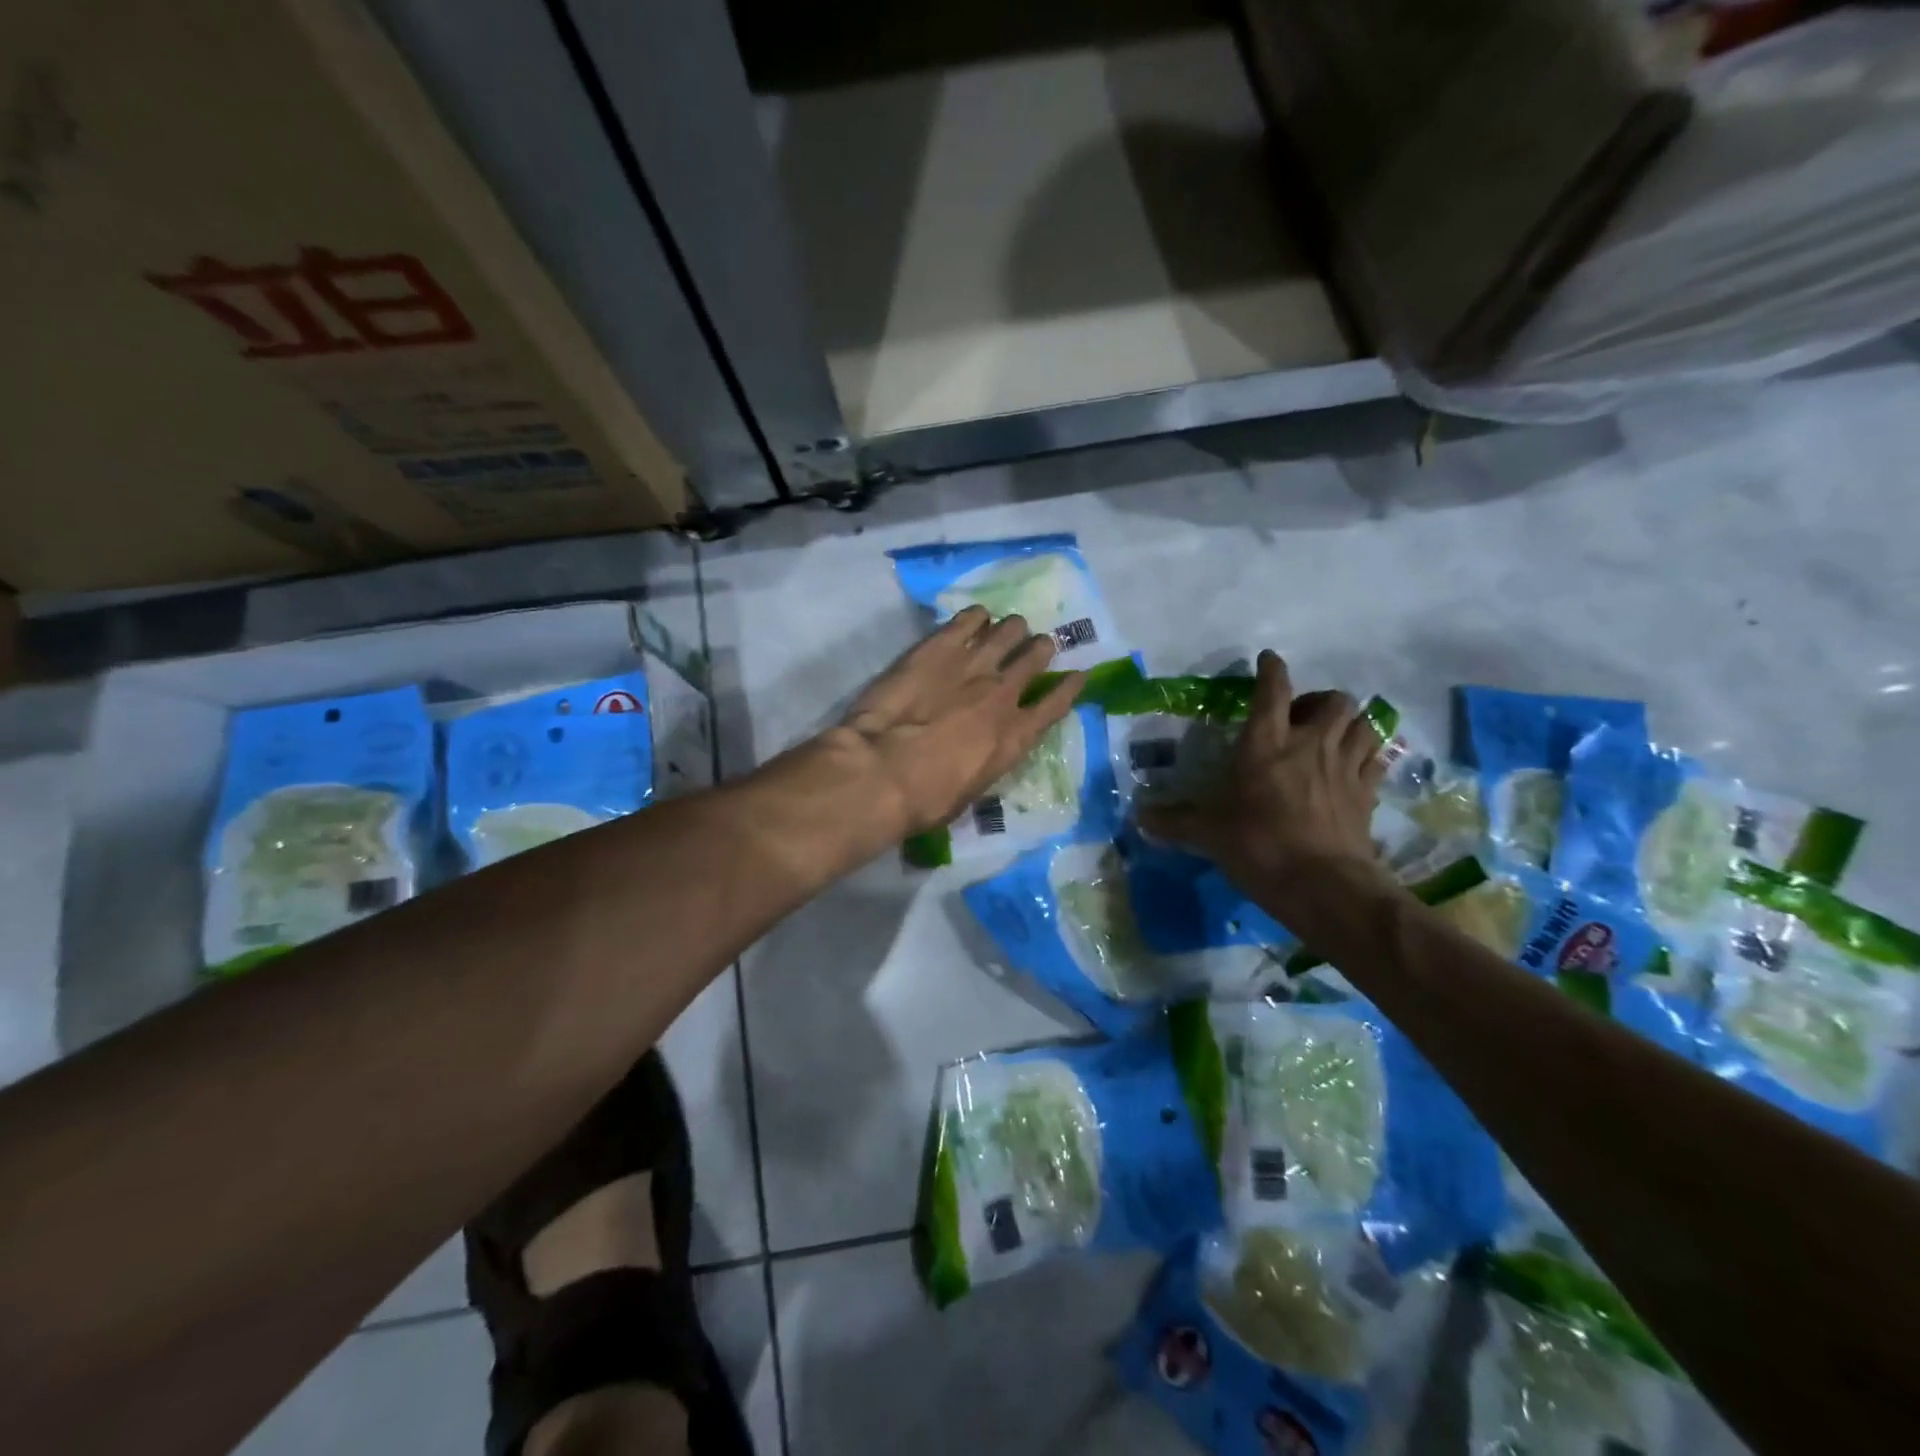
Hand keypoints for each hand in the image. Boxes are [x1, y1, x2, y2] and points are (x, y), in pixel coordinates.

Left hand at [828, 607, 1082, 835]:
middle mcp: (1003, 694)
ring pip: (1009, 631)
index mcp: (1014, 736)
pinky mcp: (939, 646)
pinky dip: (976, 617)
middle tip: (1035, 647)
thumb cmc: (926, 799)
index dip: (1070, 687)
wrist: (883, 769)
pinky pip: (969, 619)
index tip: (1078, 675)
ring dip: (1012, 629)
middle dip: (1039, 649)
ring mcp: (973, 664)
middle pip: (1035, 657)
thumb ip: (984, 763)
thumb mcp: (969, 793)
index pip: (1055, 704)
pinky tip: (975, 618)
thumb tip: (978, 753)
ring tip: (1008, 629)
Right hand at [1139, 651, 1386, 906]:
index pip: (1273, 690)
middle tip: (1303, 718)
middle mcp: (1310, 744)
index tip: (1268, 660)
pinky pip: (1377, 759)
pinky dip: (1368, 756)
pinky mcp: (1368, 793)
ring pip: (1363, 724)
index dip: (1272, 669)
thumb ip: (1174, 821)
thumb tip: (1138, 818)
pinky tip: (1355, 767)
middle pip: (1335, 700)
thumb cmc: (1258, 846)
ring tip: (1333, 738)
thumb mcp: (1207, 833)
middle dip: (1321, 701)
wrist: (1321, 884)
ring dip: (1350, 724)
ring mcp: (1345, 766)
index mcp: (1266, 743)